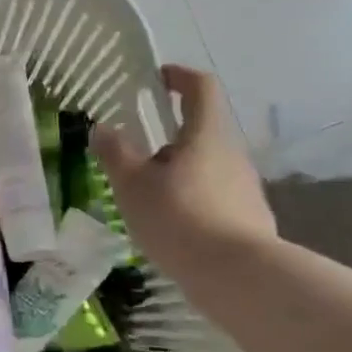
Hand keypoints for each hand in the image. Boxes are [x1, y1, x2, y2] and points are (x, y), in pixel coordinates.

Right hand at [91, 65, 279, 287]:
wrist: (237, 275)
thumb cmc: (178, 217)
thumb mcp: (132, 185)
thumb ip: (115, 153)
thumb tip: (103, 128)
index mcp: (205, 135)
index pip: (201, 88)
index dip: (180, 76)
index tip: (159, 77)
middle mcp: (232, 154)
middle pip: (201, 132)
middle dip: (168, 138)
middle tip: (135, 157)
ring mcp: (245, 187)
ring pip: (206, 167)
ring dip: (177, 172)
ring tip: (146, 198)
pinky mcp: (249, 217)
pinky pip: (214, 197)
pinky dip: (190, 200)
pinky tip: (170, 227)